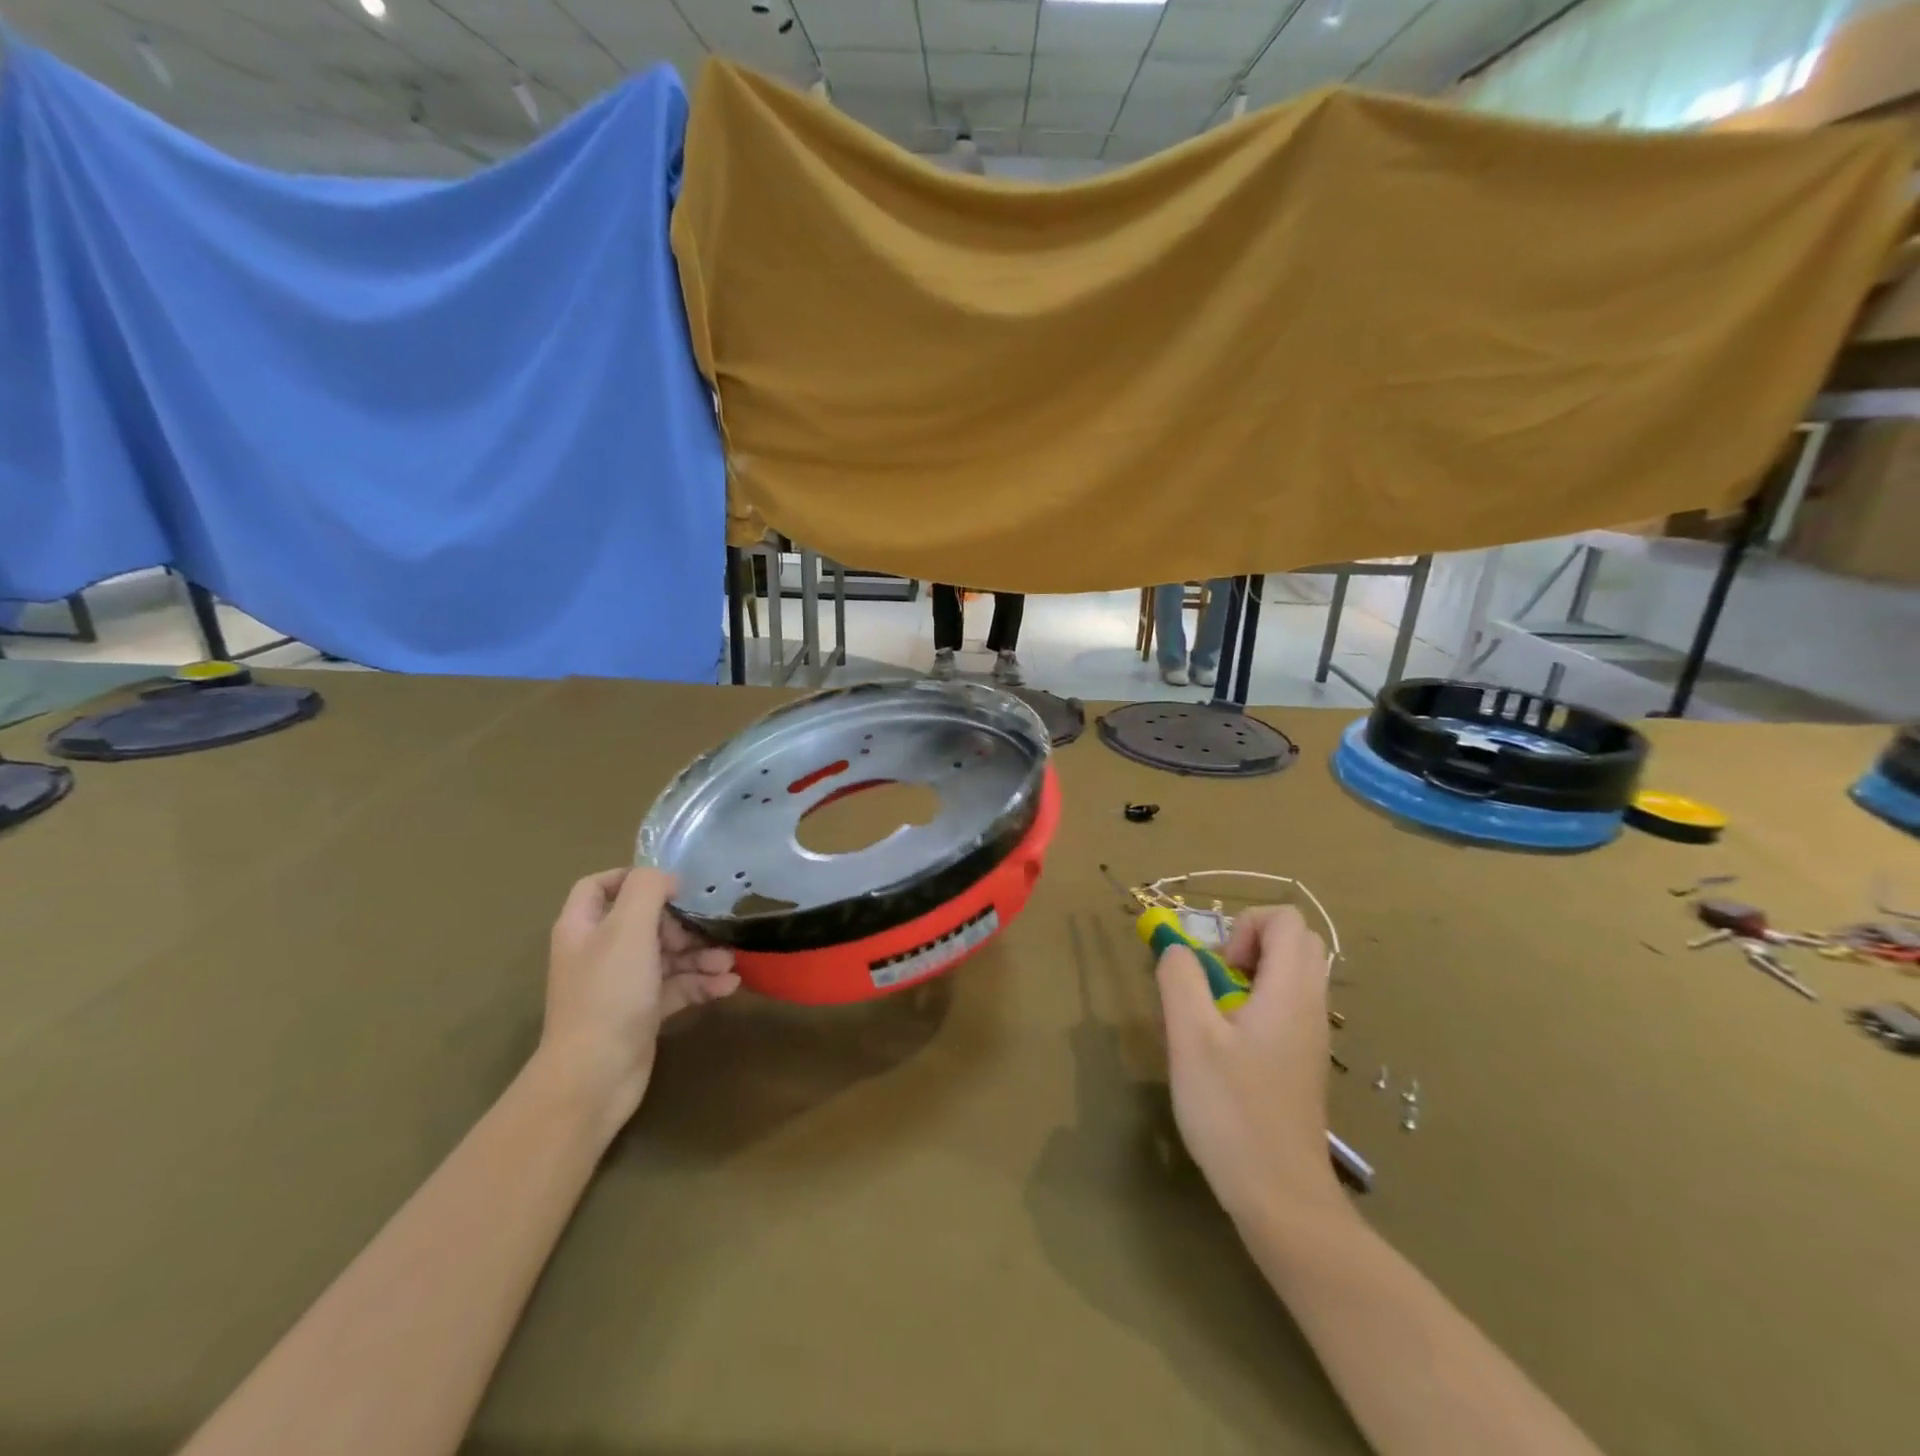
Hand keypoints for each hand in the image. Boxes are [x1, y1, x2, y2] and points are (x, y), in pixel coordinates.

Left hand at [537, 868, 738, 1130]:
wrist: (594, 1076)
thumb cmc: (609, 993)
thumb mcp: (627, 929)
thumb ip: (647, 890)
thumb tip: (667, 879)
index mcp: (584, 927)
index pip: (600, 885)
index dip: (633, 877)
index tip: (673, 884)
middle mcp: (600, 952)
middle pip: (645, 921)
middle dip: (683, 924)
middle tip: (710, 930)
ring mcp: (621, 984)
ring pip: (666, 956)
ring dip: (700, 955)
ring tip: (730, 960)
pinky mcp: (641, 1013)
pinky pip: (676, 987)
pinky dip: (701, 984)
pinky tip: (729, 986)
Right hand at [1157, 905, 1339, 1222]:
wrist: (1282, 1198)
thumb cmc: (1233, 1111)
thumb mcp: (1190, 1038)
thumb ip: (1180, 979)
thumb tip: (1176, 948)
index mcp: (1291, 991)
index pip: (1286, 920)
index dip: (1244, 926)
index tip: (1218, 967)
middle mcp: (1311, 1006)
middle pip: (1296, 942)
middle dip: (1249, 944)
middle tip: (1217, 981)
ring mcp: (1311, 1037)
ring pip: (1292, 975)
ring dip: (1251, 975)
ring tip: (1216, 1014)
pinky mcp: (1303, 1062)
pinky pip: (1287, 1007)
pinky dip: (1258, 1004)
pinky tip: (1228, 1046)